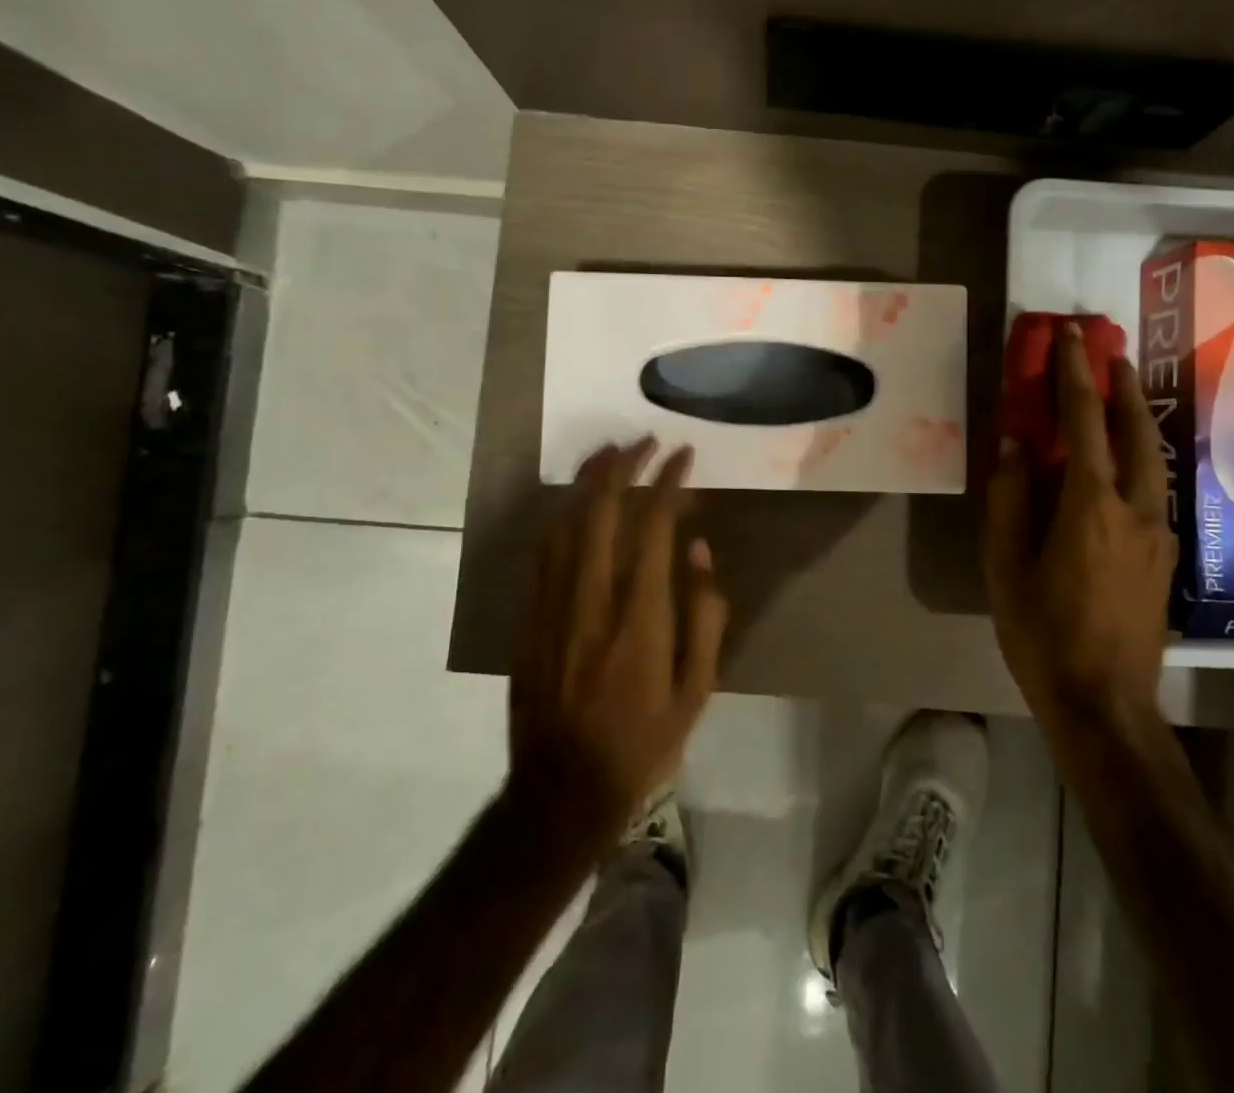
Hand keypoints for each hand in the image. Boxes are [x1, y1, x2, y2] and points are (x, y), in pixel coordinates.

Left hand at [508, 439, 729, 844]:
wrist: (562, 792)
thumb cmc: (643, 742)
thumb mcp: (698, 689)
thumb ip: (704, 615)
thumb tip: (698, 550)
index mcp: (641, 617)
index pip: (653, 526)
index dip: (669, 482)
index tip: (683, 457)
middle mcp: (593, 599)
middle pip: (601, 511)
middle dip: (624, 465)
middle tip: (644, 441)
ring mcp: (552, 607)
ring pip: (565, 523)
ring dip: (587, 481)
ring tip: (609, 453)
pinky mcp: (528, 619)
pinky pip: (542, 552)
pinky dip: (561, 516)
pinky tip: (574, 503)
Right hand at [983, 322, 1176, 714]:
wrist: (1106, 704)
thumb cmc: (1042, 632)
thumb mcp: (1005, 565)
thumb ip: (1009, 498)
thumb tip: (1014, 445)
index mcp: (1090, 505)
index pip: (1084, 422)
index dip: (1075, 375)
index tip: (1070, 337)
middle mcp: (1136, 508)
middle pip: (1137, 430)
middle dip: (1122, 386)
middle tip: (1110, 352)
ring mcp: (1159, 532)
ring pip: (1154, 458)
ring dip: (1136, 418)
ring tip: (1120, 393)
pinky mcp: (1166, 555)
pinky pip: (1155, 486)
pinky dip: (1141, 455)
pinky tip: (1126, 460)